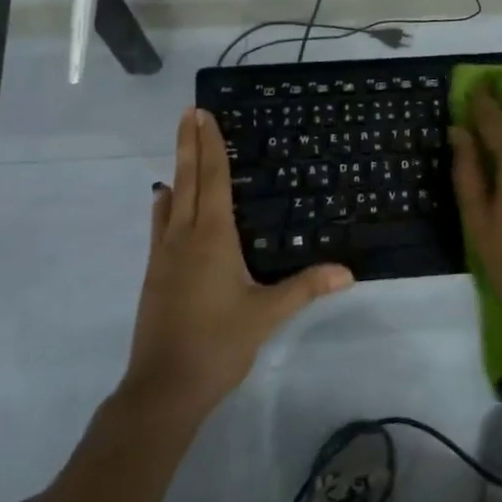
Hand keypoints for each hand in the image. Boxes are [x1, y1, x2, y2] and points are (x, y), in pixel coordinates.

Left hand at [123, 108, 352, 417]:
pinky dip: (165, 204)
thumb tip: (347, 271)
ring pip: (170, 200)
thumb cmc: (218, 344)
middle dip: (189, 144)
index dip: (210, 146)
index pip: (212, 180)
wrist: (163, 388)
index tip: (203, 115)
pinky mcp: (154, 275)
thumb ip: (306, 288)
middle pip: (186, 180)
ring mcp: (164, 256)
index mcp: (212, 238)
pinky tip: (165, 202)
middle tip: (188, 112)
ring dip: (177, 170)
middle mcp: (184, 237)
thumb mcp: (266, 315)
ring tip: (182, 147)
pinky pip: (160, 225)